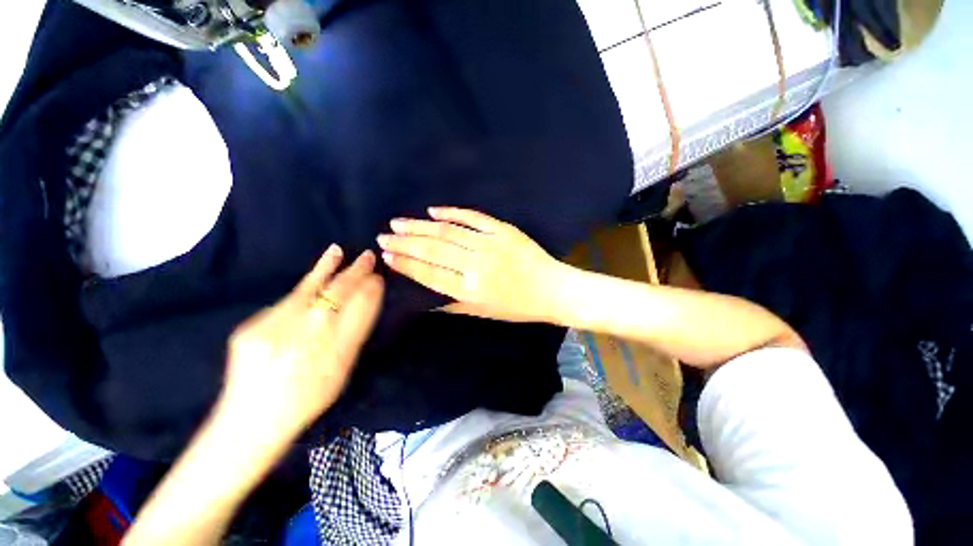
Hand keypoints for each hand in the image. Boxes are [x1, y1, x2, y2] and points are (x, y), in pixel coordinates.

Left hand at [221, 246, 383, 439]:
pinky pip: (288, 302)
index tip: (378, 277)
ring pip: (309, 292)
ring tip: (337, 251)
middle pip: (337, 296)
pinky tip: (316, 275)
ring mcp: (275, 331)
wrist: (251, 420)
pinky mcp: (252, 327)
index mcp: (335, 354)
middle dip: (355, 274)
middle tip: (368, 257)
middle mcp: (306, 339)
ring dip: (327, 270)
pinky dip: (306, 286)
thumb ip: (354, 333)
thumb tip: (367, 298)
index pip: (360, 311)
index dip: (371, 290)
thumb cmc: (308, 397)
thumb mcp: (342, 370)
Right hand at [378, 207, 566, 322]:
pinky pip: (474, 217)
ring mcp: (491, 244)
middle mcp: (477, 266)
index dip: (406, 264)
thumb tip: (425, 301)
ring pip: (448, 232)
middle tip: (383, 235)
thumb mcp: (484, 313)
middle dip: (404, 242)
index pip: (430, 274)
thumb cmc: (518, 307)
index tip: (385, 255)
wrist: (553, 289)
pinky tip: (433, 211)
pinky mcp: (504, 230)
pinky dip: (452, 212)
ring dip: (420, 226)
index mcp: (471, 290)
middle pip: (433, 250)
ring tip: (398, 222)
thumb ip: (453, 305)